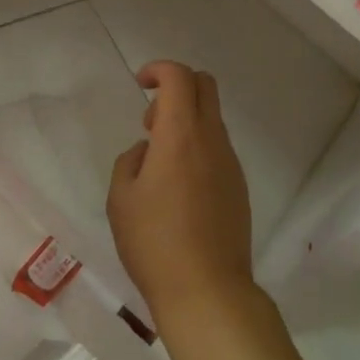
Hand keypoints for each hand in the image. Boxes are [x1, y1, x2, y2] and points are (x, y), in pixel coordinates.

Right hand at [107, 61, 255, 329]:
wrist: (208, 290)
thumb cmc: (154, 242)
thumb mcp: (121, 199)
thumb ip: (130, 161)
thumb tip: (148, 152)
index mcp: (181, 135)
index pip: (179, 77)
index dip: (158, 70)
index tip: (140, 85)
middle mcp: (212, 141)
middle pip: (205, 86)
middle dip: (176, 87)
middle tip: (151, 122)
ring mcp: (231, 164)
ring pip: (212, 119)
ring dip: (186, 121)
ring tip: (159, 164)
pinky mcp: (239, 187)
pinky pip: (218, 148)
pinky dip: (197, 147)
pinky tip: (179, 188)